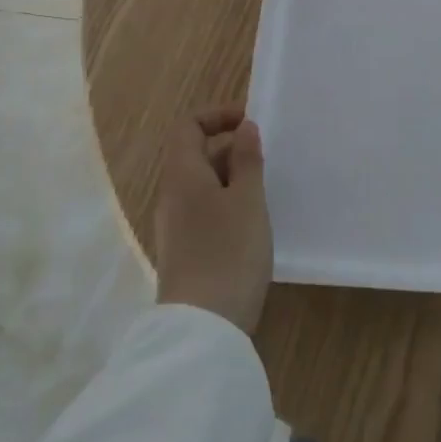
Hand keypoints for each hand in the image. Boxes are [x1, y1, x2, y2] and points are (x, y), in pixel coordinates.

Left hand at [153, 105, 271, 333]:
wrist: (204, 325)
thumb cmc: (229, 252)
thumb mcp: (248, 200)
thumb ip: (247, 160)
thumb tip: (244, 128)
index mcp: (182, 175)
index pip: (187, 127)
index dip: (217, 116)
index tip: (252, 123)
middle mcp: (172, 196)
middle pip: (195, 155)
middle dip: (231, 148)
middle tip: (269, 159)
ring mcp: (176, 226)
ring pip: (203, 185)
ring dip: (233, 178)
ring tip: (267, 189)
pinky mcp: (186, 250)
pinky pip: (206, 210)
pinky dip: (229, 204)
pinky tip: (253, 223)